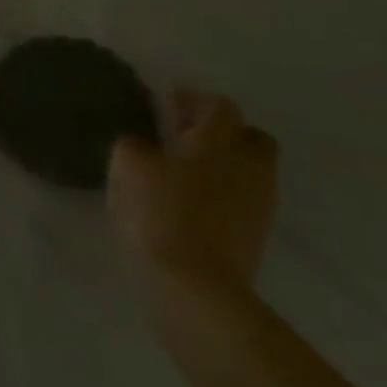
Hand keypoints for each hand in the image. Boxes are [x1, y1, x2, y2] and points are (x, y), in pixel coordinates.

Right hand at [108, 89, 278, 299]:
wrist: (197, 287)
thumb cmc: (159, 213)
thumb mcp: (128, 166)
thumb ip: (134, 144)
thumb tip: (142, 143)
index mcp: (217, 142)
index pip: (219, 105)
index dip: (193, 100)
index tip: (164, 106)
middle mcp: (247, 165)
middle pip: (249, 135)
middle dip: (221, 131)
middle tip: (184, 137)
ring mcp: (258, 203)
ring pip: (250, 169)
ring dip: (223, 163)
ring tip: (185, 172)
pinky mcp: (256, 234)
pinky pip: (244, 198)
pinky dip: (223, 192)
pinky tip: (192, 201)